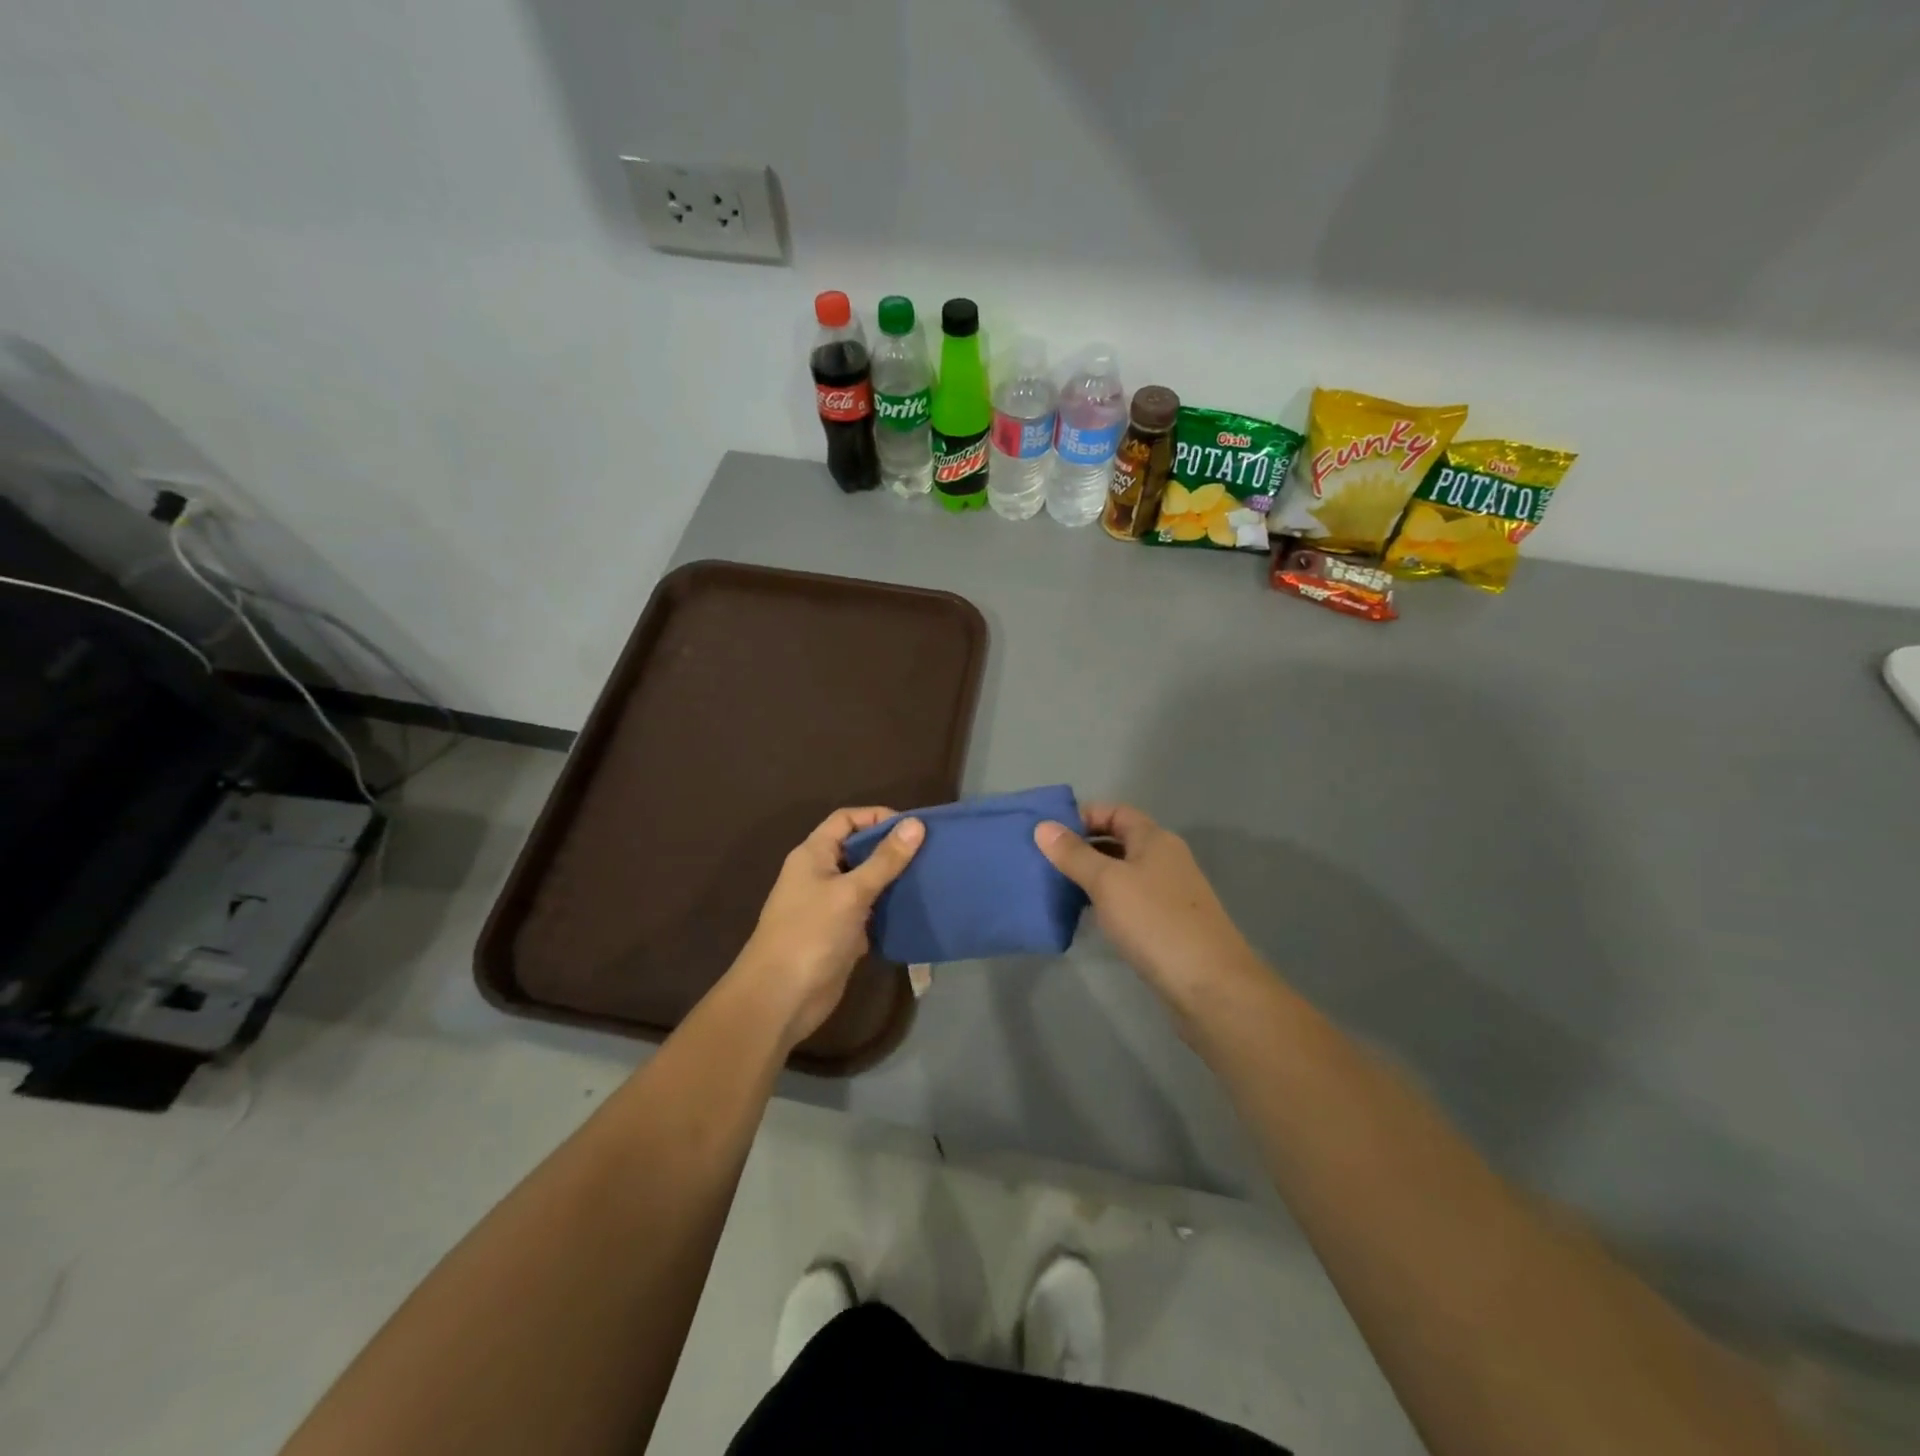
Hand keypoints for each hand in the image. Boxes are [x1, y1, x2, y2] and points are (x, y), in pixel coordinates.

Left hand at [731, 806, 923, 1049]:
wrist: (780, 998)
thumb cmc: (811, 933)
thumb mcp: (851, 892)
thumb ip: (885, 860)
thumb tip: (915, 824)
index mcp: (813, 854)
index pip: (846, 819)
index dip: (876, 817)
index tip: (912, 828)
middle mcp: (820, 874)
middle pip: (858, 849)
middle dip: (890, 849)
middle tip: (929, 853)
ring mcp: (830, 906)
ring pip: (866, 882)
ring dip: (893, 880)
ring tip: (929, 878)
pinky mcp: (841, 934)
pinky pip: (869, 912)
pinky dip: (889, 909)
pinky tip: (915, 910)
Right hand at [1035, 803, 1261, 1017]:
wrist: (1210, 985)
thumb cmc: (1155, 922)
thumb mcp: (1107, 882)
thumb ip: (1074, 854)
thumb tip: (1043, 826)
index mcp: (1155, 839)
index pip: (1115, 811)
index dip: (1083, 816)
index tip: (1049, 833)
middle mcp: (1165, 859)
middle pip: (1119, 840)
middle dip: (1082, 847)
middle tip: (1044, 861)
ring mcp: (1169, 893)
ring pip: (1123, 873)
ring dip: (1092, 876)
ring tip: (1055, 887)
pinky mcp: (1167, 924)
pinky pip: (1130, 900)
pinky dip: (1106, 901)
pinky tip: (1085, 915)